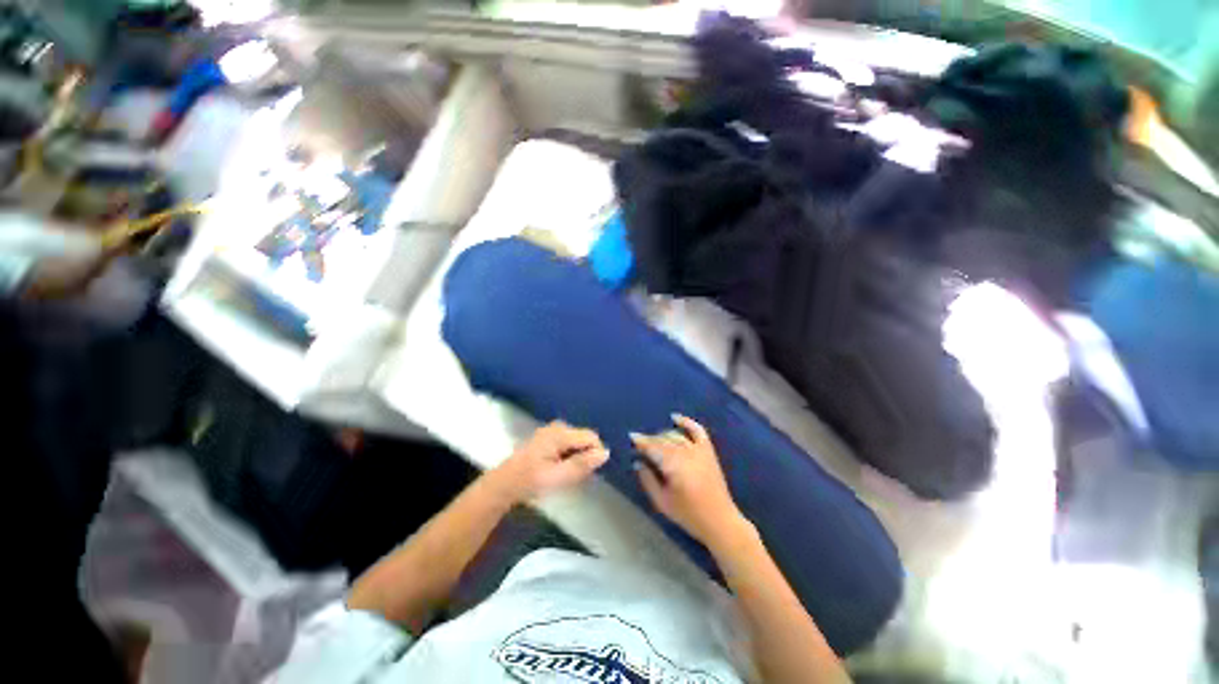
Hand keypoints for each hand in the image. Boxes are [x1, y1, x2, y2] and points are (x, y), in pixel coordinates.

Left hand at [490, 421, 609, 502]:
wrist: (504, 485)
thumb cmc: (530, 481)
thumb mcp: (558, 477)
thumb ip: (582, 464)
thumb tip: (605, 453)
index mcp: (560, 433)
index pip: (591, 437)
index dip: (596, 453)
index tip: (588, 472)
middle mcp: (557, 427)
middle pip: (583, 439)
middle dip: (585, 456)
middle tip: (574, 476)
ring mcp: (551, 431)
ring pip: (576, 442)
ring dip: (576, 457)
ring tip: (564, 474)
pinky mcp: (547, 438)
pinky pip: (567, 444)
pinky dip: (568, 456)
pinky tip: (557, 469)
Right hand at [632, 414, 746, 545]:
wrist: (719, 520)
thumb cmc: (688, 514)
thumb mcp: (662, 502)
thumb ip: (648, 480)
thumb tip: (638, 463)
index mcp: (673, 465)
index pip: (653, 448)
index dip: (641, 442)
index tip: (631, 437)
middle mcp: (685, 452)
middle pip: (663, 440)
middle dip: (650, 440)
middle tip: (640, 445)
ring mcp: (698, 450)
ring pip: (676, 436)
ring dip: (663, 435)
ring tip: (654, 441)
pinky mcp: (708, 451)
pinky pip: (697, 431)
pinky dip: (687, 422)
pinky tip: (675, 418)